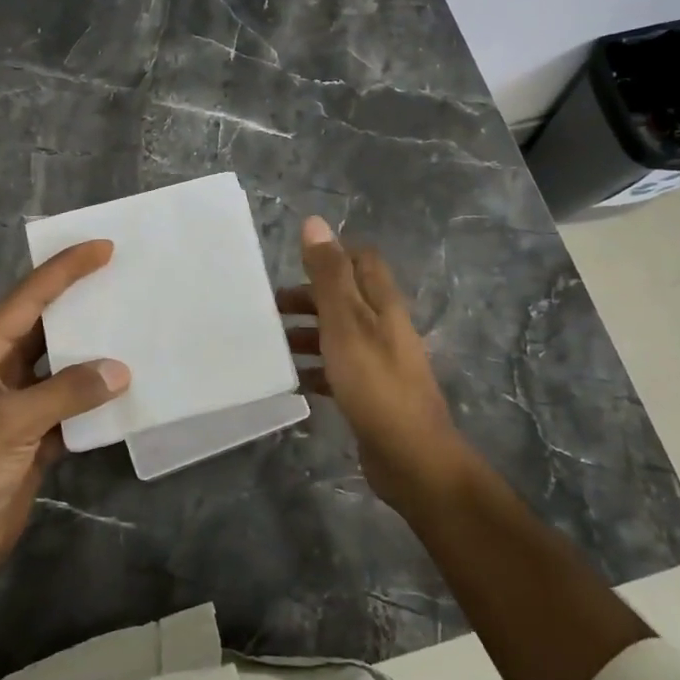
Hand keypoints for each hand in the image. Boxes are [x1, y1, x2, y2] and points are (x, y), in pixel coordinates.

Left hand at [0, 241, 129, 581]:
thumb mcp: (13, 423)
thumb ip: (67, 391)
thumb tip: (121, 369)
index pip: (30, 298)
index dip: (65, 269)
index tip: (104, 247)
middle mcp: (2, 368)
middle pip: (47, 323)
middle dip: (82, 300)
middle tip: (123, 276)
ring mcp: (21, 401)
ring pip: (63, 362)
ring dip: (93, 348)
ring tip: (133, 323)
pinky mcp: (37, 432)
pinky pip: (74, 401)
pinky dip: (97, 395)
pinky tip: (127, 385)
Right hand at [280, 217, 471, 508]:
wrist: (410, 457)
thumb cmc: (374, 382)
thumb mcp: (345, 322)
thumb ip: (328, 275)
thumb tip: (314, 222)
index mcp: (381, 303)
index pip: (361, 260)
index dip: (331, 255)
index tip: (293, 263)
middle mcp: (383, 326)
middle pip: (345, 298)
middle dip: (308, 297)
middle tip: (269, 307)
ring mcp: (378, 362)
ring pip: (337, 335)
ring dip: (306, 333)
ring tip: (271, 344)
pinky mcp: (369, 393)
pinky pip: (336, 370)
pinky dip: (314, 369)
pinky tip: (291, 380)